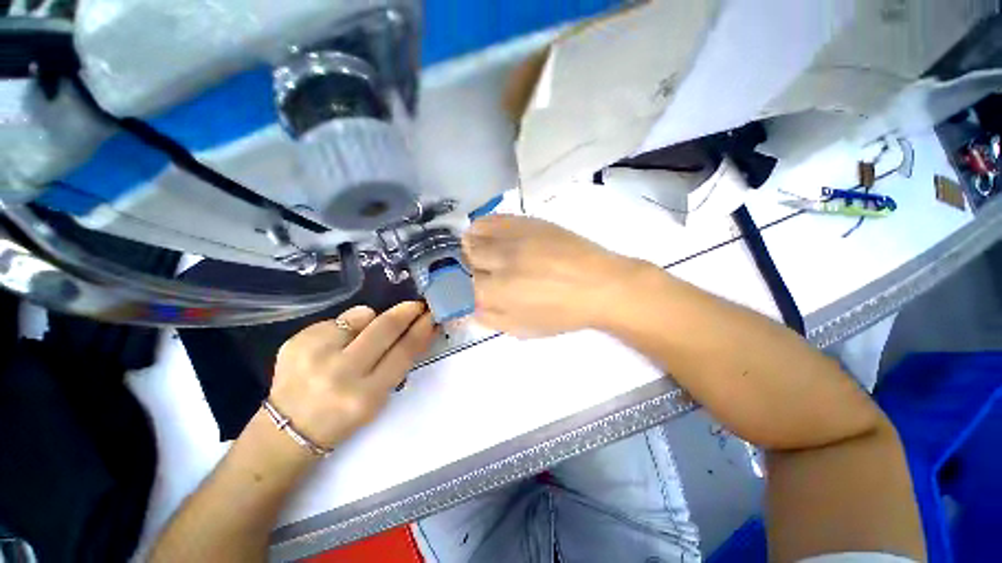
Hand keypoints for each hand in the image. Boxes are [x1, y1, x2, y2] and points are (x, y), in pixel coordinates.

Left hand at [269, 302, 436, 449]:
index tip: (432, 314)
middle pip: (385, 327)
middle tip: (417, 305)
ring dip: (373, 319)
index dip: (422, 328)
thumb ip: (398, 362)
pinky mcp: (296, 340)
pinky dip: (347, 326)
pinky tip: (335, 345)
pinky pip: (338, 319)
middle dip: (406, 311)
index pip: (404, 350)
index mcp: (366, 395)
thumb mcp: (379, 398)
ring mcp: (315, 354)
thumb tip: (420, 327)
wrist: (288, 429)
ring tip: (363, 336)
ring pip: (362, 315)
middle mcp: (340, 372)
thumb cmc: (344, 417)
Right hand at [463, 215, 640, 337]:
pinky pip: (491, 219)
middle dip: (469, 267)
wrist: (599, 284)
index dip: (463, 289)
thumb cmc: (562, 313)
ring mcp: (512, 237)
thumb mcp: (523, 329)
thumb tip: (466, 308)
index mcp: (497, 292)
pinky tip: (495, 238)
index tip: (472, 290)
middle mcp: (498, 261)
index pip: (460, 286)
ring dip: (474, 247)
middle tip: (483, 273)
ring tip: (488, 254)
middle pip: (464, 257)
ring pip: (473, 235)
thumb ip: (489, 318)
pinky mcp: (525, 221)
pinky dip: (485, 228)